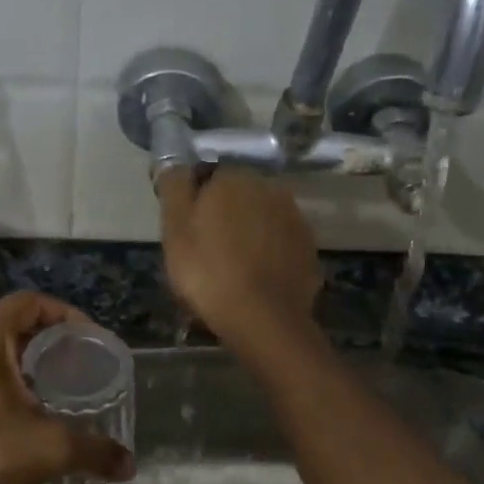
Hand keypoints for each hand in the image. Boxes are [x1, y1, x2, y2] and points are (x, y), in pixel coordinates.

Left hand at [0, 291, 133, 483]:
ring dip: (9, 360)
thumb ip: (95, 450)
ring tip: (38, 388)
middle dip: (39, 340)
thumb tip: (129, 465)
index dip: (63, 314)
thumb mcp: (50, 450)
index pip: (28, 302)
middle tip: (68, 365)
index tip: (86, 339)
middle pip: (3, 323)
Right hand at [159, 166, 320, 350]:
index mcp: (234, 178)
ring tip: (231, 268)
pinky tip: (254, 278)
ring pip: (260, 218)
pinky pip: (279, 243)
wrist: (264, 319)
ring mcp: (294, 218)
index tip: (185, 230)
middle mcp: (270, 188)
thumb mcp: (174, 229)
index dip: (194, 202)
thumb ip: (174, 188)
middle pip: (238, 196)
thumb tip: (175, 164)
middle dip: (223, 215)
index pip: (208, 177)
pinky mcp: (308, 247)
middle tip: (205, 251)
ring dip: (247, 233)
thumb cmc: (208, 272)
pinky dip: (267, 253)